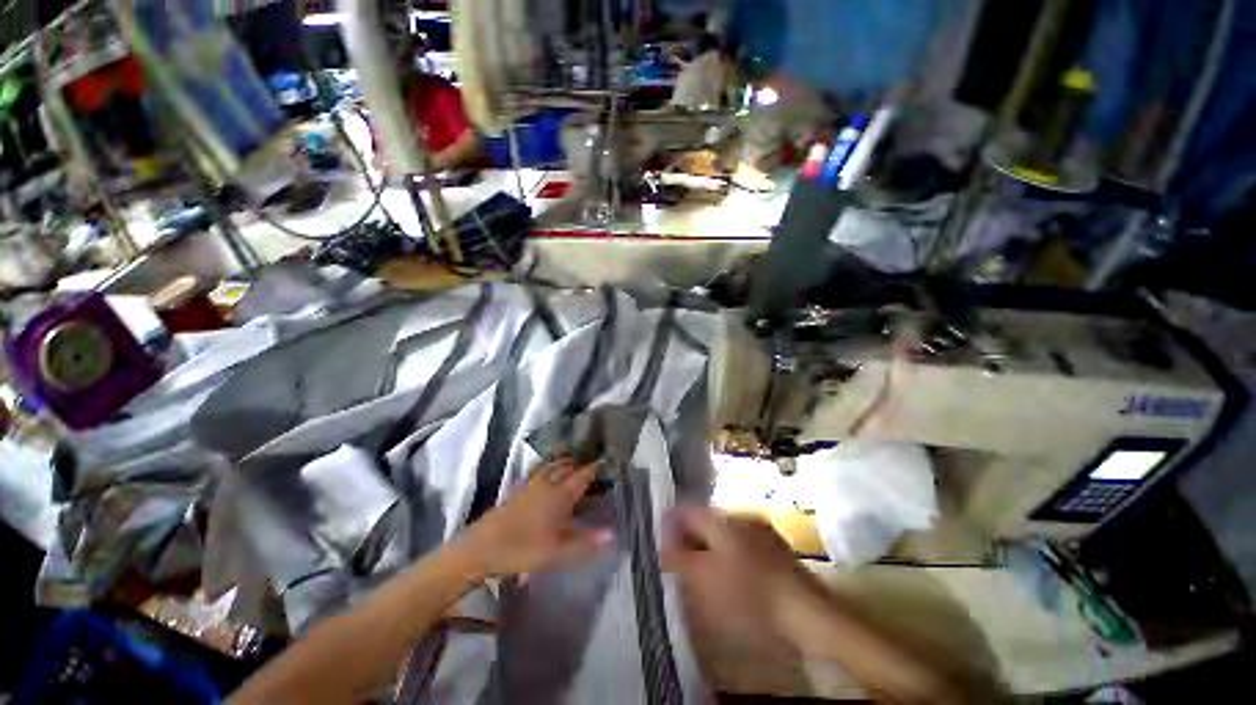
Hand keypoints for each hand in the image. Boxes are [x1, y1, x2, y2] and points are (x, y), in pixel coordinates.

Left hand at [457, 459, 613, 577]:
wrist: (482, 547)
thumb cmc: (523, 549)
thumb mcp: (557, 552)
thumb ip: (586, 542)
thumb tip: (613, 534)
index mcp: (560, 495)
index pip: (582, 476)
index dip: (595, 469)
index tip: (606, 463)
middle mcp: (548, 484)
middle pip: (567, 466)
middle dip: (580, 463)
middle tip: (591, 464)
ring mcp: (531, 484)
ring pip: (551, 465)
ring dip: (564, 461)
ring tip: (572, 461)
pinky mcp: (518, 488)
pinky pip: (537, 469)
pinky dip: (546, 465)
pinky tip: (545, 471)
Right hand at [661, 507, 820, 654]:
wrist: (806, 612)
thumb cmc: (748, 593)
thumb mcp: (704, 578)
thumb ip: (680, 558)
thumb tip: (665, 546)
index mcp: (720, 519)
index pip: (685, 512)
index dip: (670, 529)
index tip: (664, 551)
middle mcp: (739, 517)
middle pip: (704, 522)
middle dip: (690, 541)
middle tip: (682, 567)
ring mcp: (760, 530)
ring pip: (723, 534)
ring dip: (709, 550)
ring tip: (704, 576)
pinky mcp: (776, 548)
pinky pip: (742, 546)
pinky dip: (730, 558)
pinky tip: (732, 580)